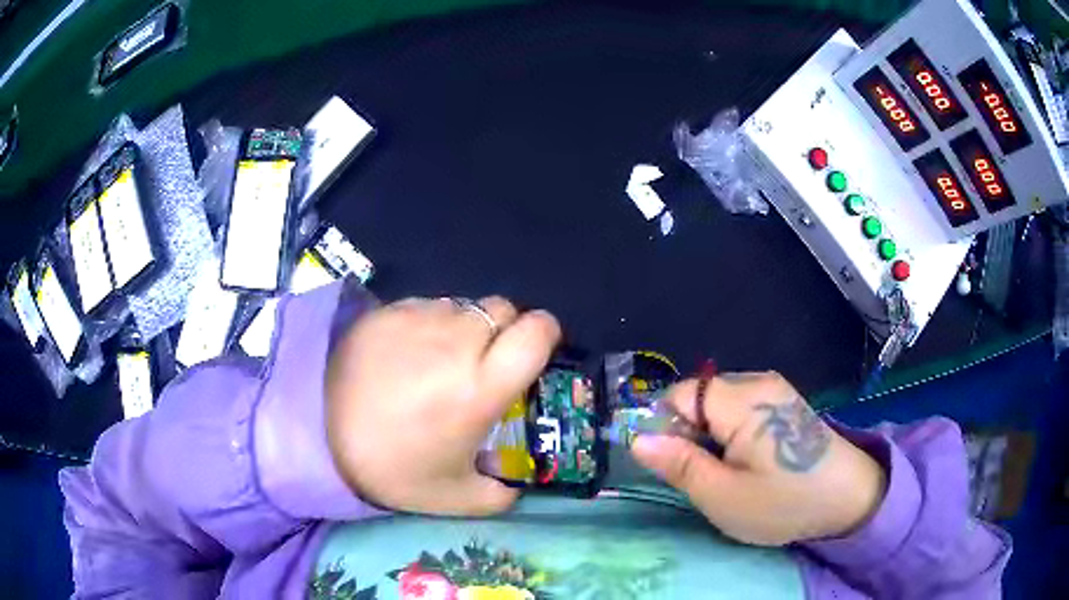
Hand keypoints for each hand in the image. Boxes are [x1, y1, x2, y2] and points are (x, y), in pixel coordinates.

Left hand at [326, 297, 560, 515]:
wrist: (319, 437)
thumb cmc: (393, 468)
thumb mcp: (456, 498)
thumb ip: (502, 494)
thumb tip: (516, 484)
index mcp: (482, 385)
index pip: (537, 331)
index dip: (545, 334)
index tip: (536, 351)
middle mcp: (458, 341)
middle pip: (504, 309)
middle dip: (505, 330)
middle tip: (485, 361)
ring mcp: (420, 319)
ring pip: (465, 305)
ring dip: (466, 327)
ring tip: (440, 359)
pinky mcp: (388, 310)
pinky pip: (428, 305)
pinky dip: (430, 324)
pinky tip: (407, 353)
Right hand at [631, 371, 886, 545]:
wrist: (850, 497)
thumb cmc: (784, 502)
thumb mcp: (723, 496)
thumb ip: (679, 465)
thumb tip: (638, 440)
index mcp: (743, 401)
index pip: (680, 394)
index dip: (666, 427)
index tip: (676, 464)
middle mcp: (758, 383)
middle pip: (699, 397)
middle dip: (690, 433)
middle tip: (705, 475)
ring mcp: (775, 390)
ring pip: (719, 404)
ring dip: (711, 436)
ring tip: (729, 471)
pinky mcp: (785, 402)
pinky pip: (742, 408)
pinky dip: (733, 433)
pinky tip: (751, 461)